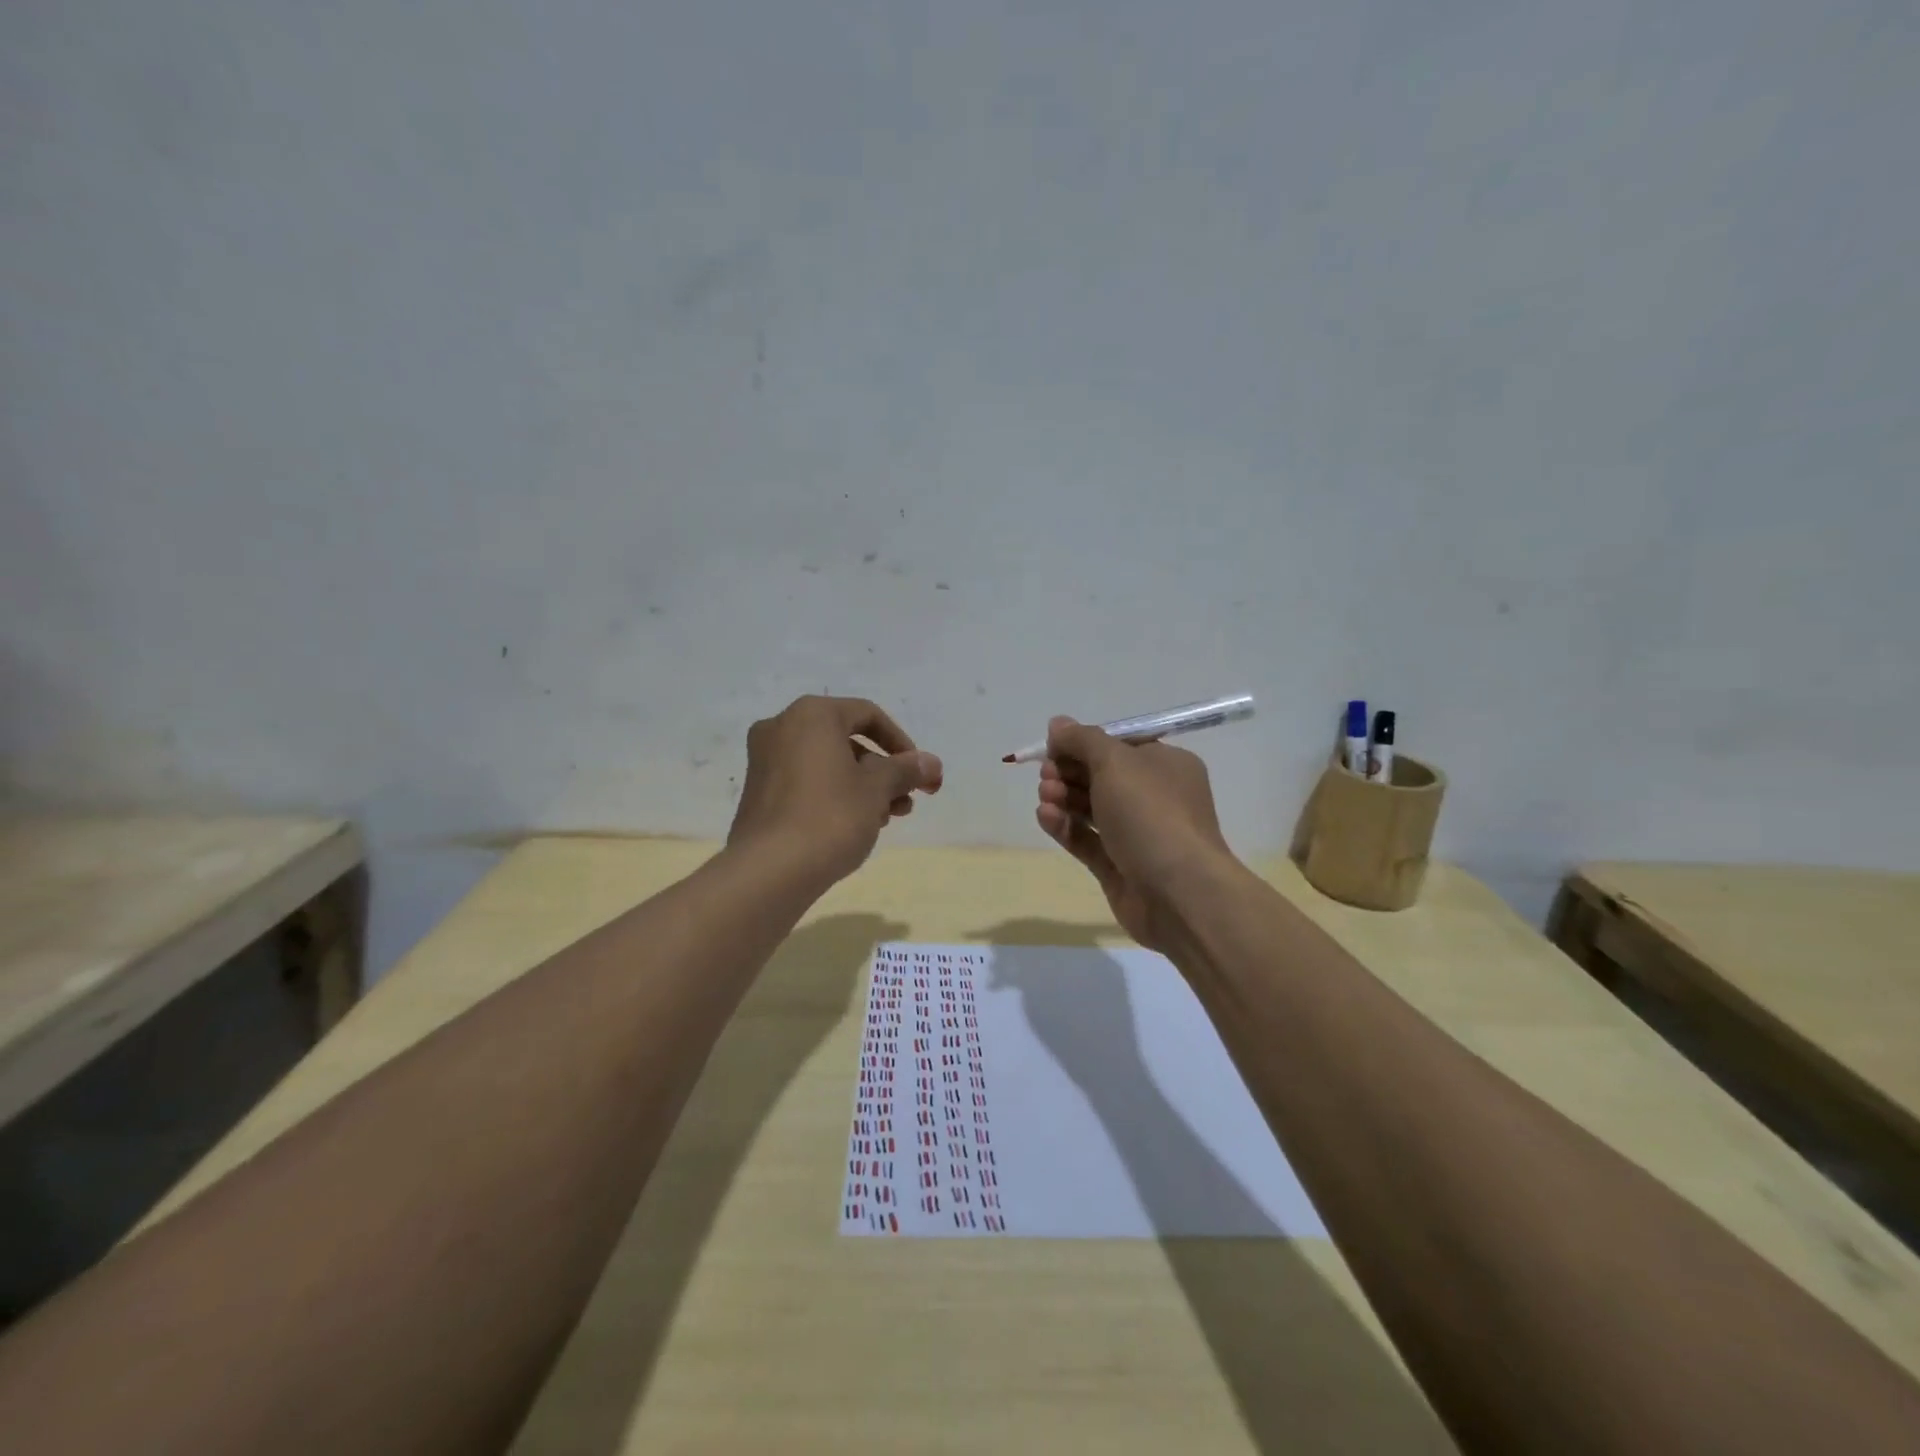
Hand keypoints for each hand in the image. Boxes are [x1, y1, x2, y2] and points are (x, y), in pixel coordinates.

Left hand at [729, 695, 942, 884]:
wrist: (769, 871)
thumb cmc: (830, 816)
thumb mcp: (878, 789)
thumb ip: (906, 770)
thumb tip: (932, 763)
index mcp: (811, 715)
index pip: (867, 715)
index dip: (900, 742)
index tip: (918, 773)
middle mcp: (782, 727)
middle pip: (846, 741)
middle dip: (883, 771)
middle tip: (906, 802)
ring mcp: (765, 761)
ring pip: (827, 764)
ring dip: (862, 787)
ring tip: (885, 819)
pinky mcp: (758, 793)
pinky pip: (806, 782)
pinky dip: (834, 796)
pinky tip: (855, 827)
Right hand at [1034, 716, 1233, 952]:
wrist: (1178, 892)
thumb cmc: (1151, 814)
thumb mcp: (1115, 762)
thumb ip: (1082, 740)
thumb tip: (1057, 724)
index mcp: (1165, 765)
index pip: (1119, 745)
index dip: (1084, 743)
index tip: (1053, 746)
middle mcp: (1154, 797)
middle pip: (1101, 776)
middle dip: (1069, 771)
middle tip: (1046, 774)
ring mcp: (1136, 834)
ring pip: (1091, 808)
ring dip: (1063, 797)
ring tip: (1045, 796)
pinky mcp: (1118, 866)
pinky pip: (1086, 840)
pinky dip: (1065, 826)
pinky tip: (1045, 817)